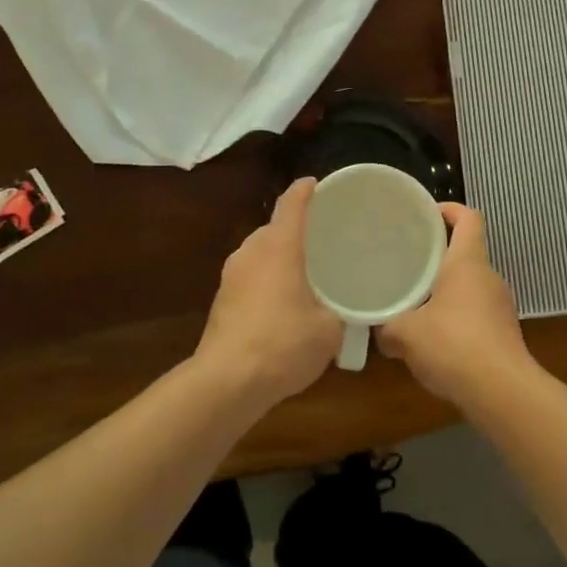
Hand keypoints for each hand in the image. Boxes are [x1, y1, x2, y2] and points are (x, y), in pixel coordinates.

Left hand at [194, 178, 343, 407]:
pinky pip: (250, 277)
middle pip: (274, 228)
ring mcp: (231, 276)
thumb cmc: (284, 344)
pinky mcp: (221, 300)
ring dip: (279, 258)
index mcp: (279, 247)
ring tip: (304, 274)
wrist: (227, 381)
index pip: (291, 204)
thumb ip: (340, 312)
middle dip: (296, 230)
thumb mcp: (329, 329)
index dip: (304, 190)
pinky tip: (282, 304)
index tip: (316, 184)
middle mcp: (251, 252)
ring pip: (260, 254)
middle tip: (322, 241)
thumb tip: (345, 312)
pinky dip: (266, 280)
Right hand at [376, 203, 534, 405]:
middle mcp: (488, 277)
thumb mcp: (406, 334)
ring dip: (446, 291)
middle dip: (438, 257)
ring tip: (416, 303)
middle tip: (408, 264)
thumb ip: (388, 327)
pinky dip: (457, 318)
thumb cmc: (453, 345)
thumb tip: (380, 331)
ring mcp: (501, 305)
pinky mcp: (504, 333)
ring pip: (470, 286)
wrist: (502, 392)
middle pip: (466, 252)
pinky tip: (435, 340)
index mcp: (468, 262)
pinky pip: (476, 314)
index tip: (425, 216)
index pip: (468, 218)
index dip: (449, 210)